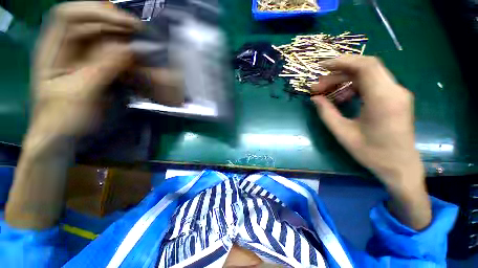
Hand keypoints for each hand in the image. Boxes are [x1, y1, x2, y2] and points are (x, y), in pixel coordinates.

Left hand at [30, 2, 140, 139]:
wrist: (62, 136)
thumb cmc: (63, 118)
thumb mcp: (81, 92)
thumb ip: (103, 68)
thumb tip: (130, 49)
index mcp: (51, 49)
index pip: (69, 15)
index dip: (95, 11)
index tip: (125, 22)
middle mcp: (65, 48)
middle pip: (88, 23)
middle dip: (114, 24)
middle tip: (140, 33)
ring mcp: (80, 58)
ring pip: (100, 38)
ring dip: (122, 38)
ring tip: (141, 44)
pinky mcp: (93, 68)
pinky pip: (109, 54)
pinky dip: (123, 53)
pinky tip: (135, 57)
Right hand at [311, 55, 430, 228]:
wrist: (399, 166)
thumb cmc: (371, 153)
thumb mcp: (342, 133)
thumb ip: (326, 113)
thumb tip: (314, 98)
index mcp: (383, 99)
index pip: (365, 66)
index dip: (341, 61)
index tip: (321, 67)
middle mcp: (394, 91)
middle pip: (365, 68)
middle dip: (338, 73)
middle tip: (318, 86)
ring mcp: (397, 93)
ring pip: (368, 75)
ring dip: (344, 81)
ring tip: (327, 93)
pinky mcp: (395, 98)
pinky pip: (372, 84)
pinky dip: (354, 87)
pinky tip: (342, 99)